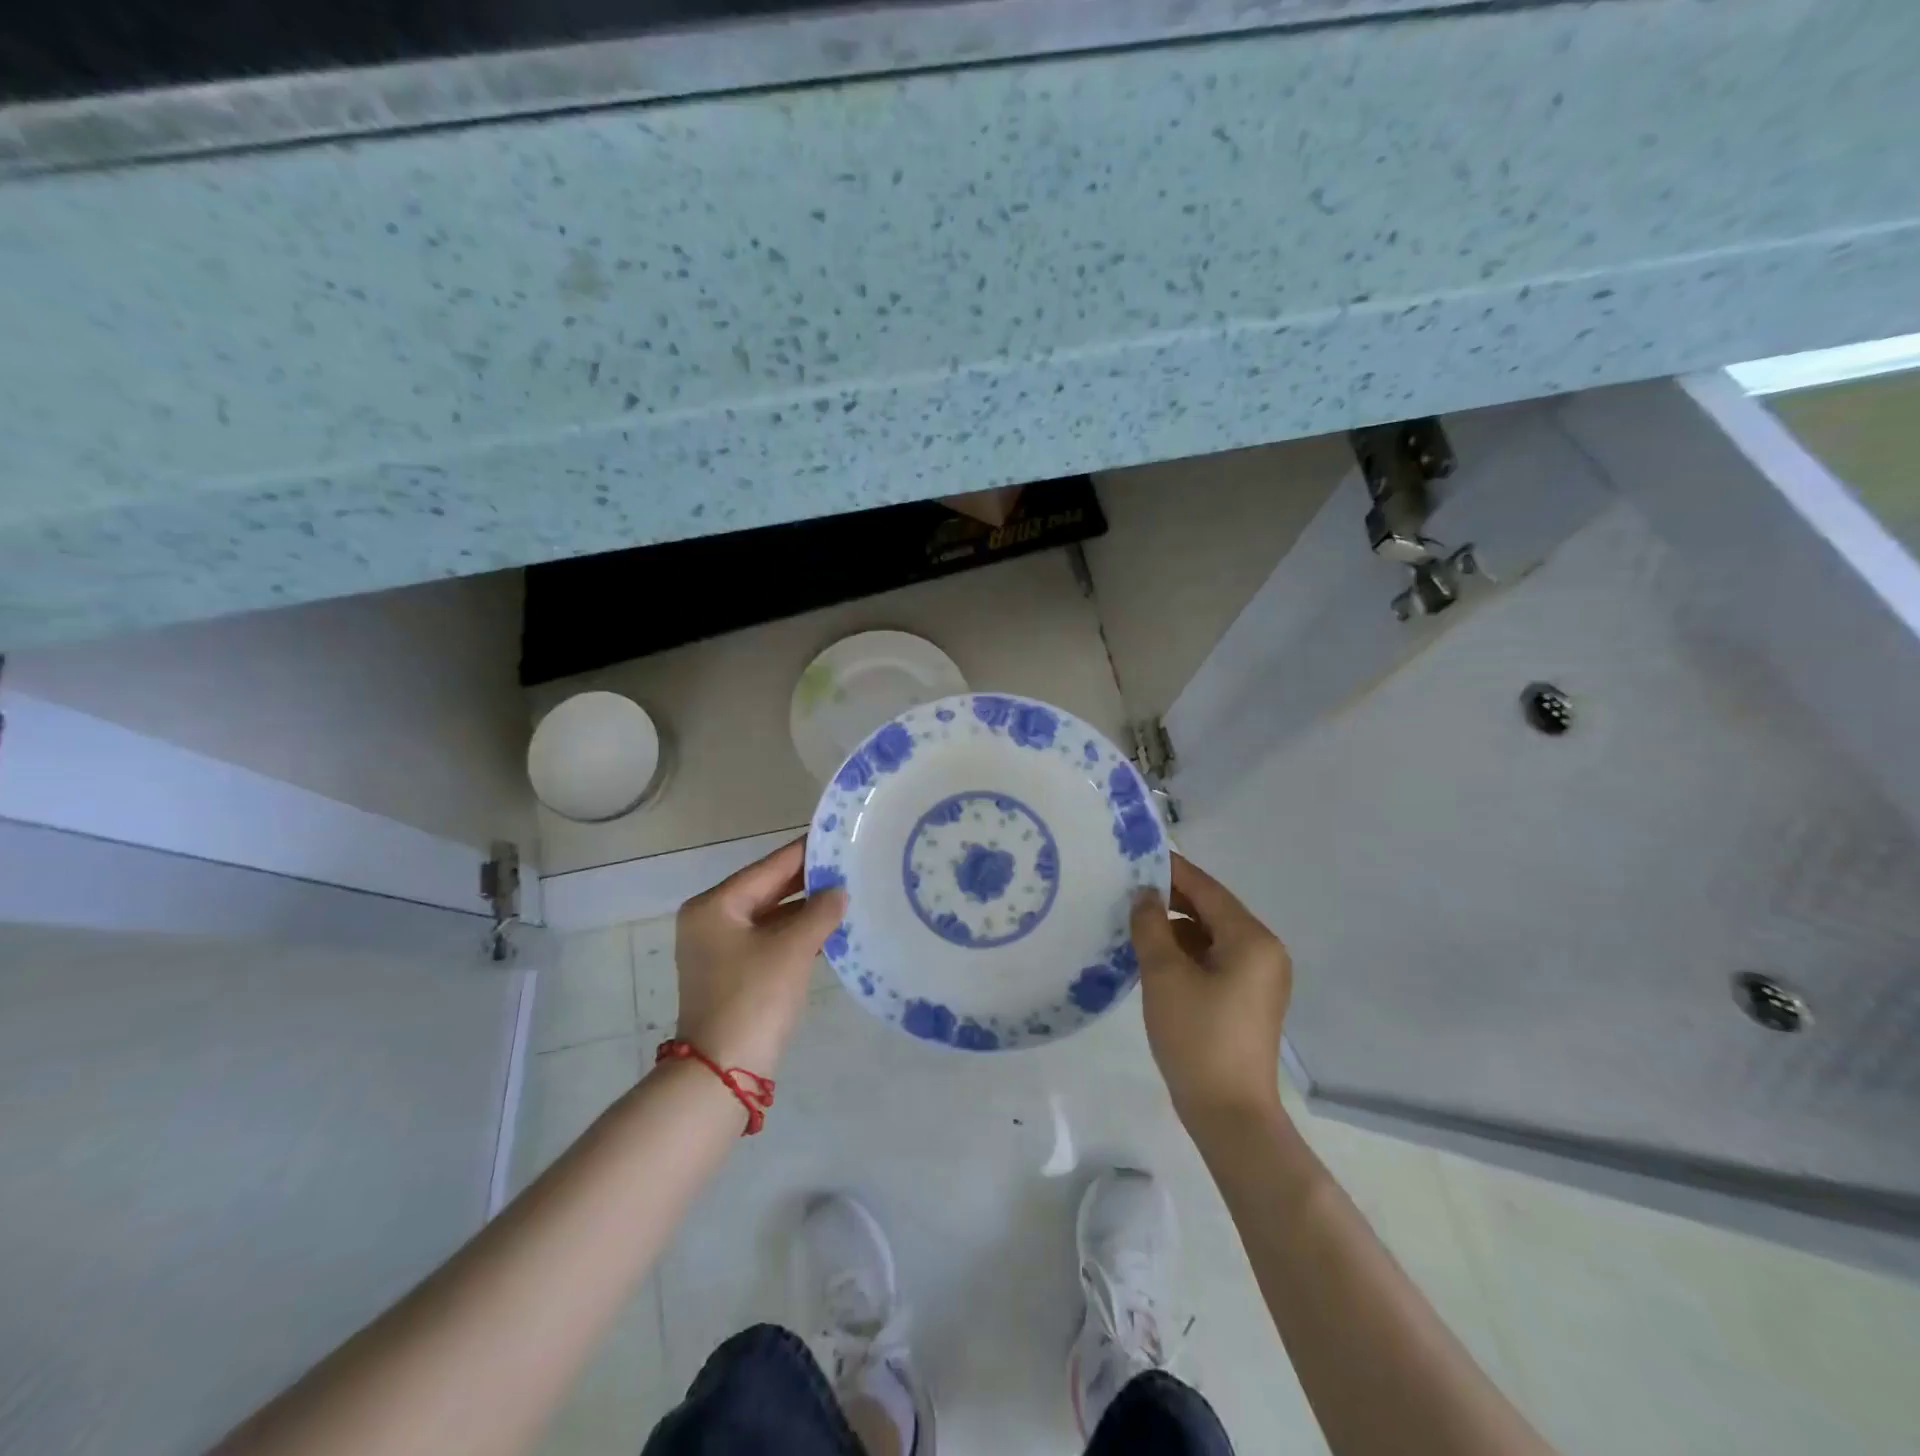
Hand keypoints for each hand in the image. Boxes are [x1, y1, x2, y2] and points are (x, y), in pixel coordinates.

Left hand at [673, 839, 845, 1073]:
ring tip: (847, 893)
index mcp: (715, 906)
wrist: (722, 1073)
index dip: (804, 853)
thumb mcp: (792, 949)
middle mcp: (711, 921)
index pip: (768, 868)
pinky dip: (796, 935)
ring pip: (770, 917)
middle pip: (767, 890)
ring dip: (805, 910)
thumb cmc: (754, 998)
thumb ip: (820, 913)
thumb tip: (839, 892)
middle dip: (808, 882)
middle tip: (848, 864)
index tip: (835, 836)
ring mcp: (720, 950)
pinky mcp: (733, 974)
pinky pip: (769, 941)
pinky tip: (829, 929)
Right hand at [1130, 853, 1292, 1124]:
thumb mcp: (1164, 975)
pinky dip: (1187, 952)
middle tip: (1127, 889)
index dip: (1171, 870)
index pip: (1207, 889)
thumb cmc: (1197, 1036)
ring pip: (1212, 936)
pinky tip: (1156, 956)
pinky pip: (1216, 959)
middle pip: (1213, 910)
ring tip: (1135, 922)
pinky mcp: (1249, 999)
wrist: (1229, 1114)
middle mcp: (1264, 951)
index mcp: (1251, 939)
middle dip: (1171, 899)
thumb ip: (1151, 926)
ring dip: (1177, 927)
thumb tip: (1144, 896)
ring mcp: (1260, 977)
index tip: (1136, 856)